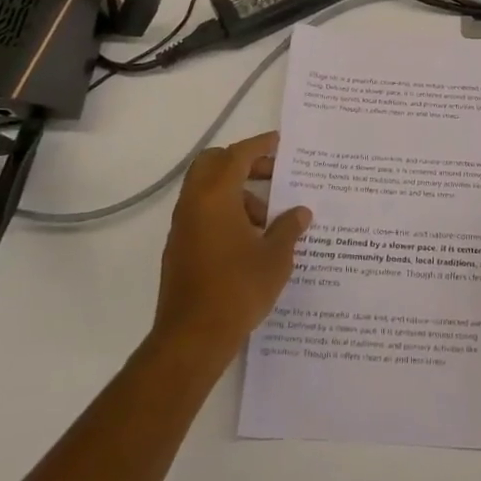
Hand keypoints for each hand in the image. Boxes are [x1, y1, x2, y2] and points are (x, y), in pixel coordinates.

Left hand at [151, 131, 312, 361]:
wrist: (193, 338)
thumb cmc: (238, 288)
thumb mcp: (276, 256)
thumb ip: (289, 227)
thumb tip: (301, 212)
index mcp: (216, 196)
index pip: (237, 155)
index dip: (260, 145)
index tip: (280, 143)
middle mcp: (194, 204)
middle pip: (213, 164)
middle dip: (243, 163)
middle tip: (272, 174)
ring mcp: (183, 227)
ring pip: (207, 190)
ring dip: (236, 191)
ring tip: (267, 218)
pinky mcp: (179, 248)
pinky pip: (202, 213)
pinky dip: (224, 211)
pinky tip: (249, 239)